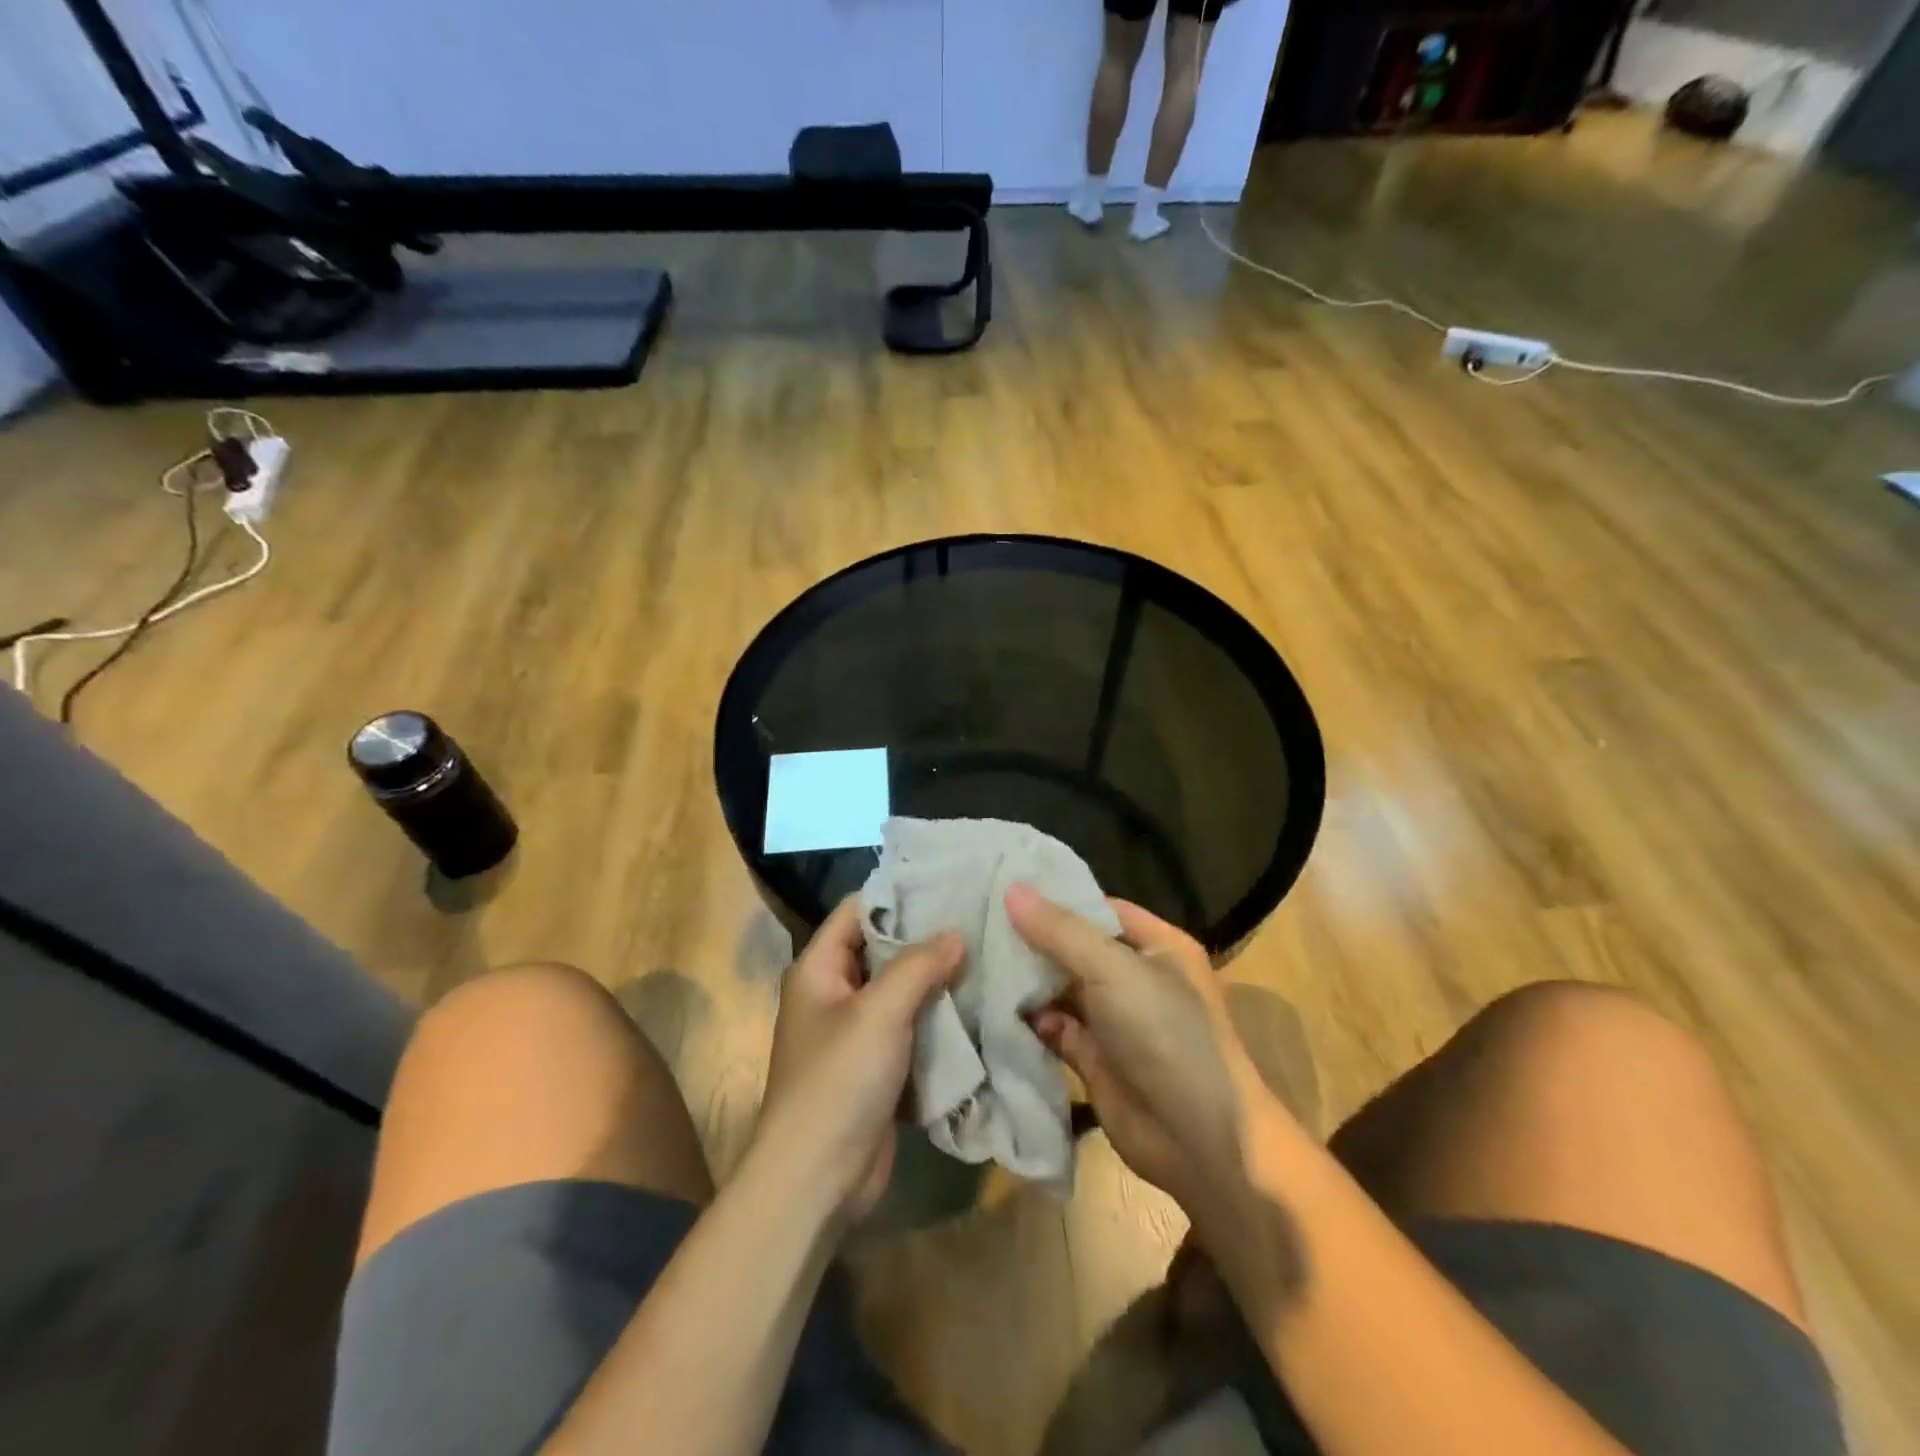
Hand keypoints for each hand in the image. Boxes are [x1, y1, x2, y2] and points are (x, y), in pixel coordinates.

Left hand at [754, 895, 962, 1227]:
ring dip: (936, 981)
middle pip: (882, 949)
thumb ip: (918, 965)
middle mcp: (833, 993)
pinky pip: (909, 1030)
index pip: (858, 910)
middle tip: (979, 920)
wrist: (816, 1181)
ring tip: (987, 957)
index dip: (899, 895)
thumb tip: (956, 932)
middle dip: (927, 939)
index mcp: (818, 968)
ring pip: (900, 991)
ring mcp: (854, 1033)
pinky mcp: (875, 1068)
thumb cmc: (838, 1081)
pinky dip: (936, 1020)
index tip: (948, 884)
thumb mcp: (879, 1012)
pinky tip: (975, 1006)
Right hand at [1008, 884, 1279, 1215]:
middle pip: (1075, 948)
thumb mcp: (1114, 970)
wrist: (1199, 1141)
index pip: (1099, 908)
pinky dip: (1030, 1021)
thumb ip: (1061, 931)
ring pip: (1062, 989)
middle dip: (1032, 940)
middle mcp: (1136, 978)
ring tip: (975, 961)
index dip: (1056, 898)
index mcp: (1157, 946)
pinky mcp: (1095, 1059)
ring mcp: (1116, 1020)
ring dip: (1026, 981)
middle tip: (975, 921)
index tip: (1004, 886)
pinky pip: (1055, 1028)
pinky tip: (994, 1010)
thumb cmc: (1165, 1035)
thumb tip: (1011, 889)